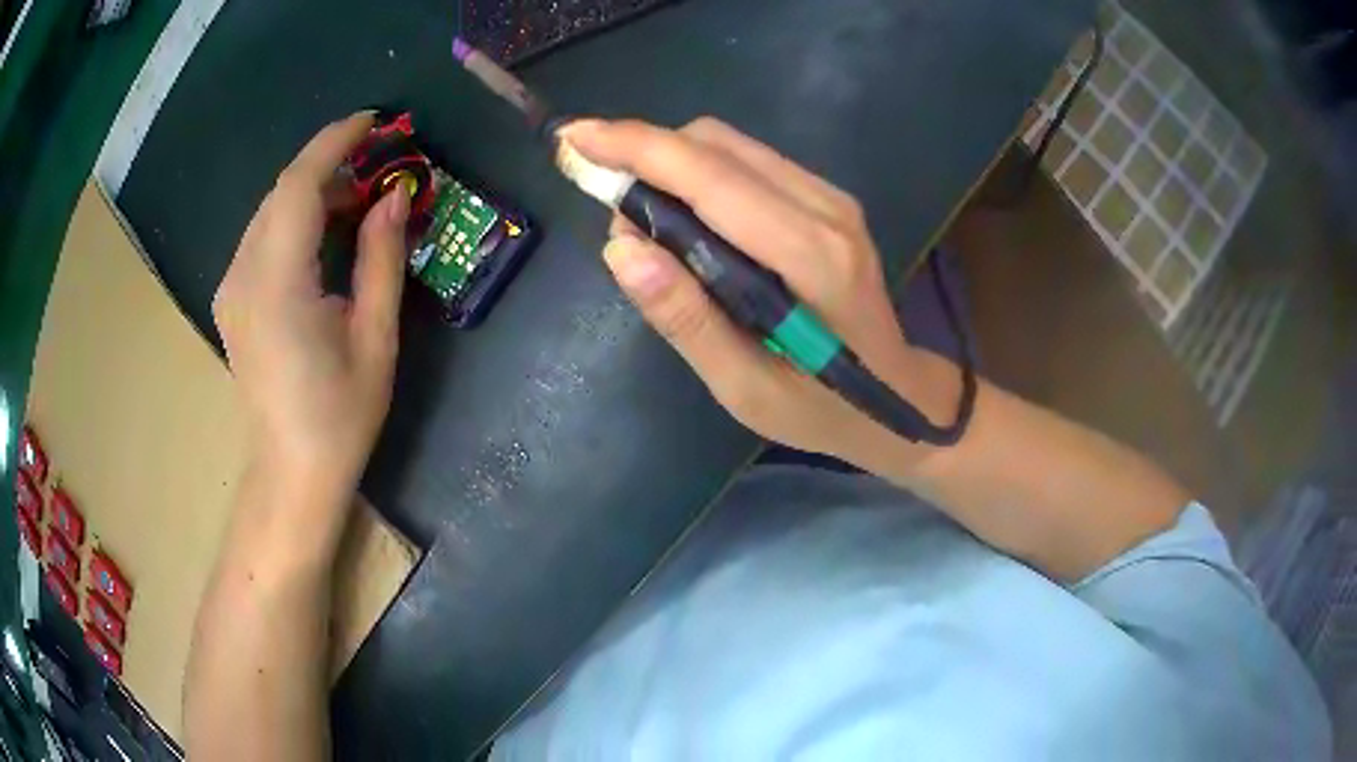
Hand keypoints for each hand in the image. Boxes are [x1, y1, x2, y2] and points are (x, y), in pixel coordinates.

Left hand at [213, 112, 407, 505]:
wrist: (290, 472)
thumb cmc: (340, 415)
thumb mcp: (375, 337)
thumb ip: (381, 258)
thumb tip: (395, 197)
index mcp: (278, 284)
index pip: (300, 185)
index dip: (336, 142)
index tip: (374, 121)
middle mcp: (243, 275)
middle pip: (282, 191)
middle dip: (329, 163)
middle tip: (379, 163)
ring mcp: (230, 287)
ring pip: (270, 211)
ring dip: (313, 191)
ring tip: (359, 198)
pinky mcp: (231, 298)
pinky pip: (262, 236)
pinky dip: (295, 218)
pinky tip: (324, 234)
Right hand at [559, 118, 953, 466]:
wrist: (899, 397)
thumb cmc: (822, 409)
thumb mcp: (746, 389)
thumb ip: (686, 320)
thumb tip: (619, 248)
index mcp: (810, 257)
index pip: (708, 176)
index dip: (634, 147)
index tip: (572, 138)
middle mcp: (824, 208)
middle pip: (715, 144)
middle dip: (644, 154)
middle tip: (607, 204)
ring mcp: (830, 197)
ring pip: (729, 145)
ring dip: (669, 162)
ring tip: (643, 219)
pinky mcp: (827, 198)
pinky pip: (748, 161)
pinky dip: (699, 173)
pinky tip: (686, 218)